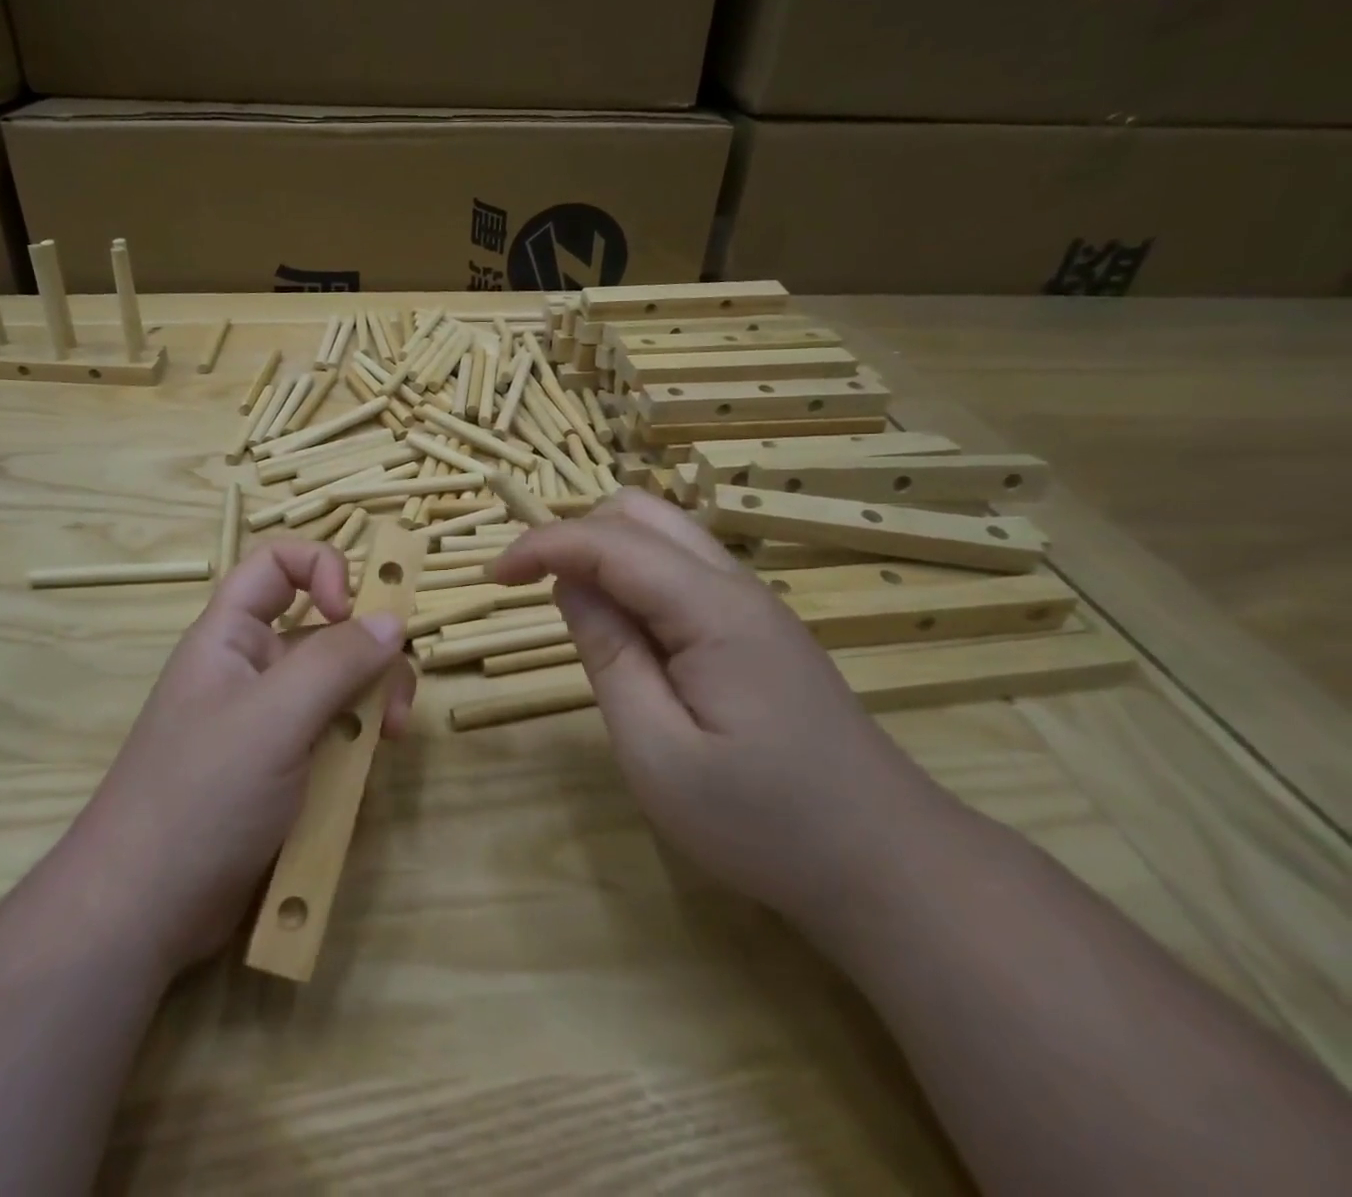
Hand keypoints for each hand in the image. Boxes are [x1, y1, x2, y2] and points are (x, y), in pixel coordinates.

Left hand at [72, 540, 414, 974]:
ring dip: (373, 704)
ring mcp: (270, 721)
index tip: (351, 612)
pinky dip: (358, 745)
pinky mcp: (285, 768)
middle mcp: (253, 668)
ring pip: (339, 685)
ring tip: (389, 741)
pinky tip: (367, 773)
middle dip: (369, 654)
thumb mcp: (273, 718)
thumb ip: (336, 662)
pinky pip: (334, 735)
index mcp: (232, 635)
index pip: (278, 564)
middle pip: (325, 629)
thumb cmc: (201, 795)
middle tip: (395, 699)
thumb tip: (393, 620)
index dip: (322, 569)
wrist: (145, 911)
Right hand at [487, 490, 956, 924]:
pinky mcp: (759, 628)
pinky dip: (636, 578)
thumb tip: (569, 584)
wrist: (889, 866)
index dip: (541, 545)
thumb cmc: (763, 823)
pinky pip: (683, 570)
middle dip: (574, 536)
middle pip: (640, 513)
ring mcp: (754, 604)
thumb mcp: (657, 751)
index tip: (491, 579)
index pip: (608, 541)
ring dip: (605, 553)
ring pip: (664, 535)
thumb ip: (607, 654)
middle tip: (535, 592)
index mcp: (711, 609)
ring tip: (576, 613)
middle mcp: (735, 585)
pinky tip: (630, 634)